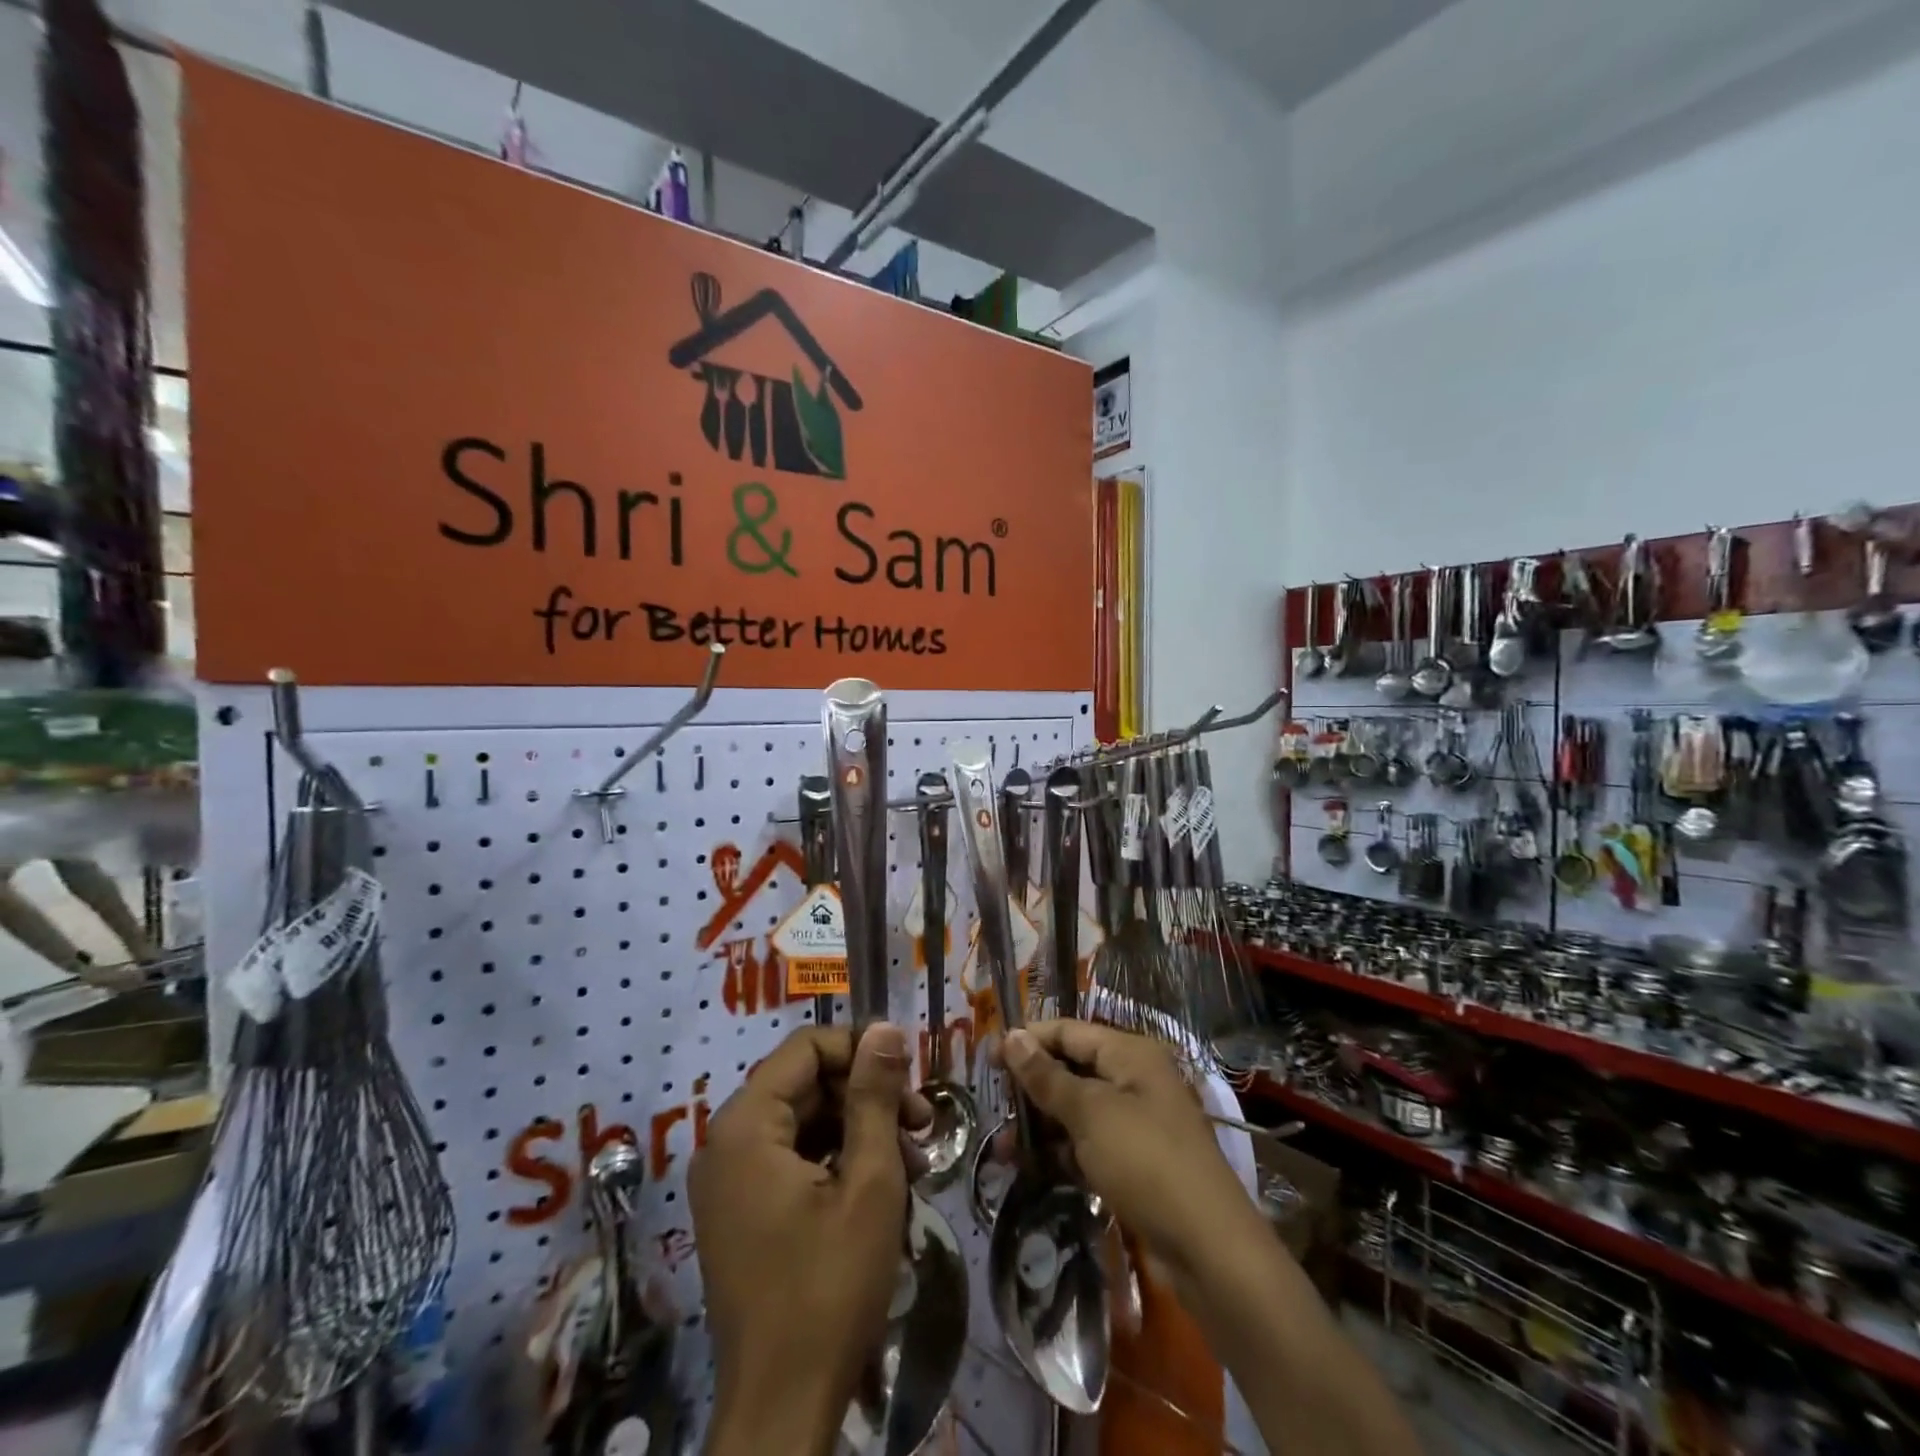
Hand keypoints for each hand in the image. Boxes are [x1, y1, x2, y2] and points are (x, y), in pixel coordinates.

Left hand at [691, 1023, 927, 1455]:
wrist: (782, 1412)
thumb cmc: (829, 1289)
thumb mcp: (869, 1182)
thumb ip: (875, 1096)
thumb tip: (885, 1029)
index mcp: (746, 1125)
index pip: (806, 1048)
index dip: (861, 1050)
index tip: (909, 1076)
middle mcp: (726, 1143)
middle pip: (806, 1084)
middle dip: (867, 1097)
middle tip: (922, 1125)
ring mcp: (730, 1181)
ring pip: (805, 1123)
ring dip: (860, 1132)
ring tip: (914, 1161)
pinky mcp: (741, 1213)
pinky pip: (792, 1160)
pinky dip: (837, 1162)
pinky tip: (883, 1187)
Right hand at [1000, 1021, 1265, 1302]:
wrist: (1209, 1249)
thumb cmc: (1145, 1161)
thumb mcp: (1090, 1114)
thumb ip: (1047, 1077)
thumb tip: (1011, 1036)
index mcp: (1130, 1054)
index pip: (1069, 1031)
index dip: (1028, 1040)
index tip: (987, 1057)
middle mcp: (1135, 1079)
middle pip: (1073, 1069)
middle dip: (1032, 1087)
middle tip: (993, 1105)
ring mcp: (1138, 1122)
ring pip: (1078, 1110)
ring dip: (1042, 1125)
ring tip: (1003, 1148)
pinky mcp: (1137, 1162)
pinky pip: (1091, 1144)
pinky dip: (1063, 1152)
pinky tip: (1032, 1169)